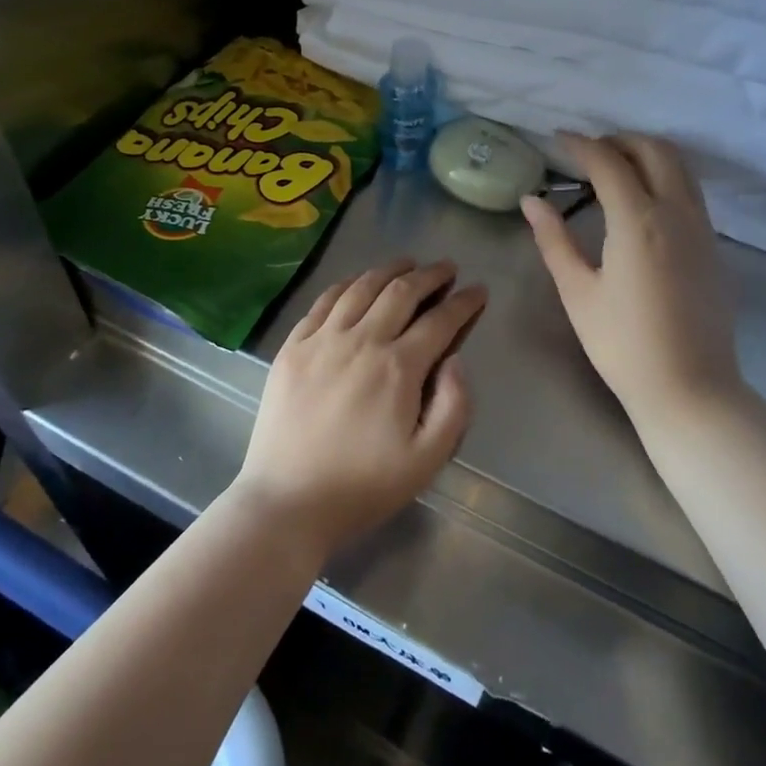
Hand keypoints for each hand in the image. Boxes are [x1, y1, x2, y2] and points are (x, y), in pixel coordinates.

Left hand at [234, 259, 486, 560]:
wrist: (287, 502)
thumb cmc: (363, 487)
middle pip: (401, 292)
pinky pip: (323, 302)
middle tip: (447, 268)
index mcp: (398, 367)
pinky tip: (357, 282)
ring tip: (407, 263)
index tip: (478, 290)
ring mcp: (322, 340)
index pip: (440, 321)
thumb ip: (454, 406)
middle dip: (430, 275)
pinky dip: (346, 284)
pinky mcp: (292, 347)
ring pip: (361, 288)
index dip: (464, 302)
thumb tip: (456, 359)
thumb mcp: (427, 460)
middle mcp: (361, 340)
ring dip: (389, 270)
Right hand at [520, 133, 743, 424]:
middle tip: (587, 152)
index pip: (610, 162)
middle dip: (619, 140)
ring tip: (614, 169)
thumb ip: (554, 240)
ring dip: (647, 155)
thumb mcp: (577, 292)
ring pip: (681, 168)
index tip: (558, 139)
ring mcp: (702, 229)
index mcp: (639, 221)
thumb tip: (532, 201)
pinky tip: (643, 203)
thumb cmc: (622, 344)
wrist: (689, 388)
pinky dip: (666, 178)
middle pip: (655, 151)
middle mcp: (677, 213)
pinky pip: (691, 192)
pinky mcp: (714, 248)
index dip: (581, 145)